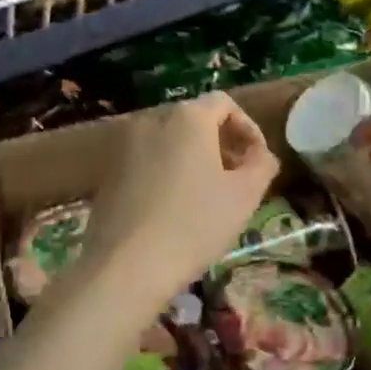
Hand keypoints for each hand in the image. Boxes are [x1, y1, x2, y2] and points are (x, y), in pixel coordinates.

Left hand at [81, 93, 279, 300]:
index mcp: (188, 117)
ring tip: (207, 195)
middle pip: (195, 120)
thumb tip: (261, 154)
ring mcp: (126, 144)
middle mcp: (153, 119)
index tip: (257, 161)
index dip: (248, 128)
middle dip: (220, 144)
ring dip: (193, 159)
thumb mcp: (244, 196)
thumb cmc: (194, 225)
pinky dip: (166, 172)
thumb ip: (261, 165)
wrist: (126, 266)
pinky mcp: (108, 171)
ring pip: (169, 141)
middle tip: (236, 178)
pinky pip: (147, 160)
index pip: (225, 104)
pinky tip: (174, 208)